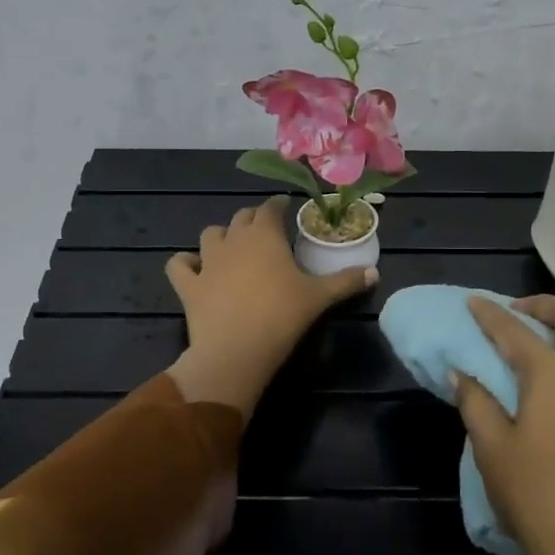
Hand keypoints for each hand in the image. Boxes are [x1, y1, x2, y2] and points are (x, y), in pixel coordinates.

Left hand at [163, 196, 376, 414]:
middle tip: (266, 230)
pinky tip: (193, 268)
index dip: (279, 205)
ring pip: (210, 234)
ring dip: (221, 236)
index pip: (270, 207)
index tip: (287, 208)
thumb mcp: (320, 297)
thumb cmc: (282, 316)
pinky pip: (178, 265)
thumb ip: (346, 281)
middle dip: (254, 218)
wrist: (237, 349)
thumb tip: (375, 272)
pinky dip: (185, 263)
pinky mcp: (188, 285)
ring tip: (231, 247)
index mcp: (265, 235)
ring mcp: (207, 261)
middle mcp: (234, 240)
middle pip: (241, 217)